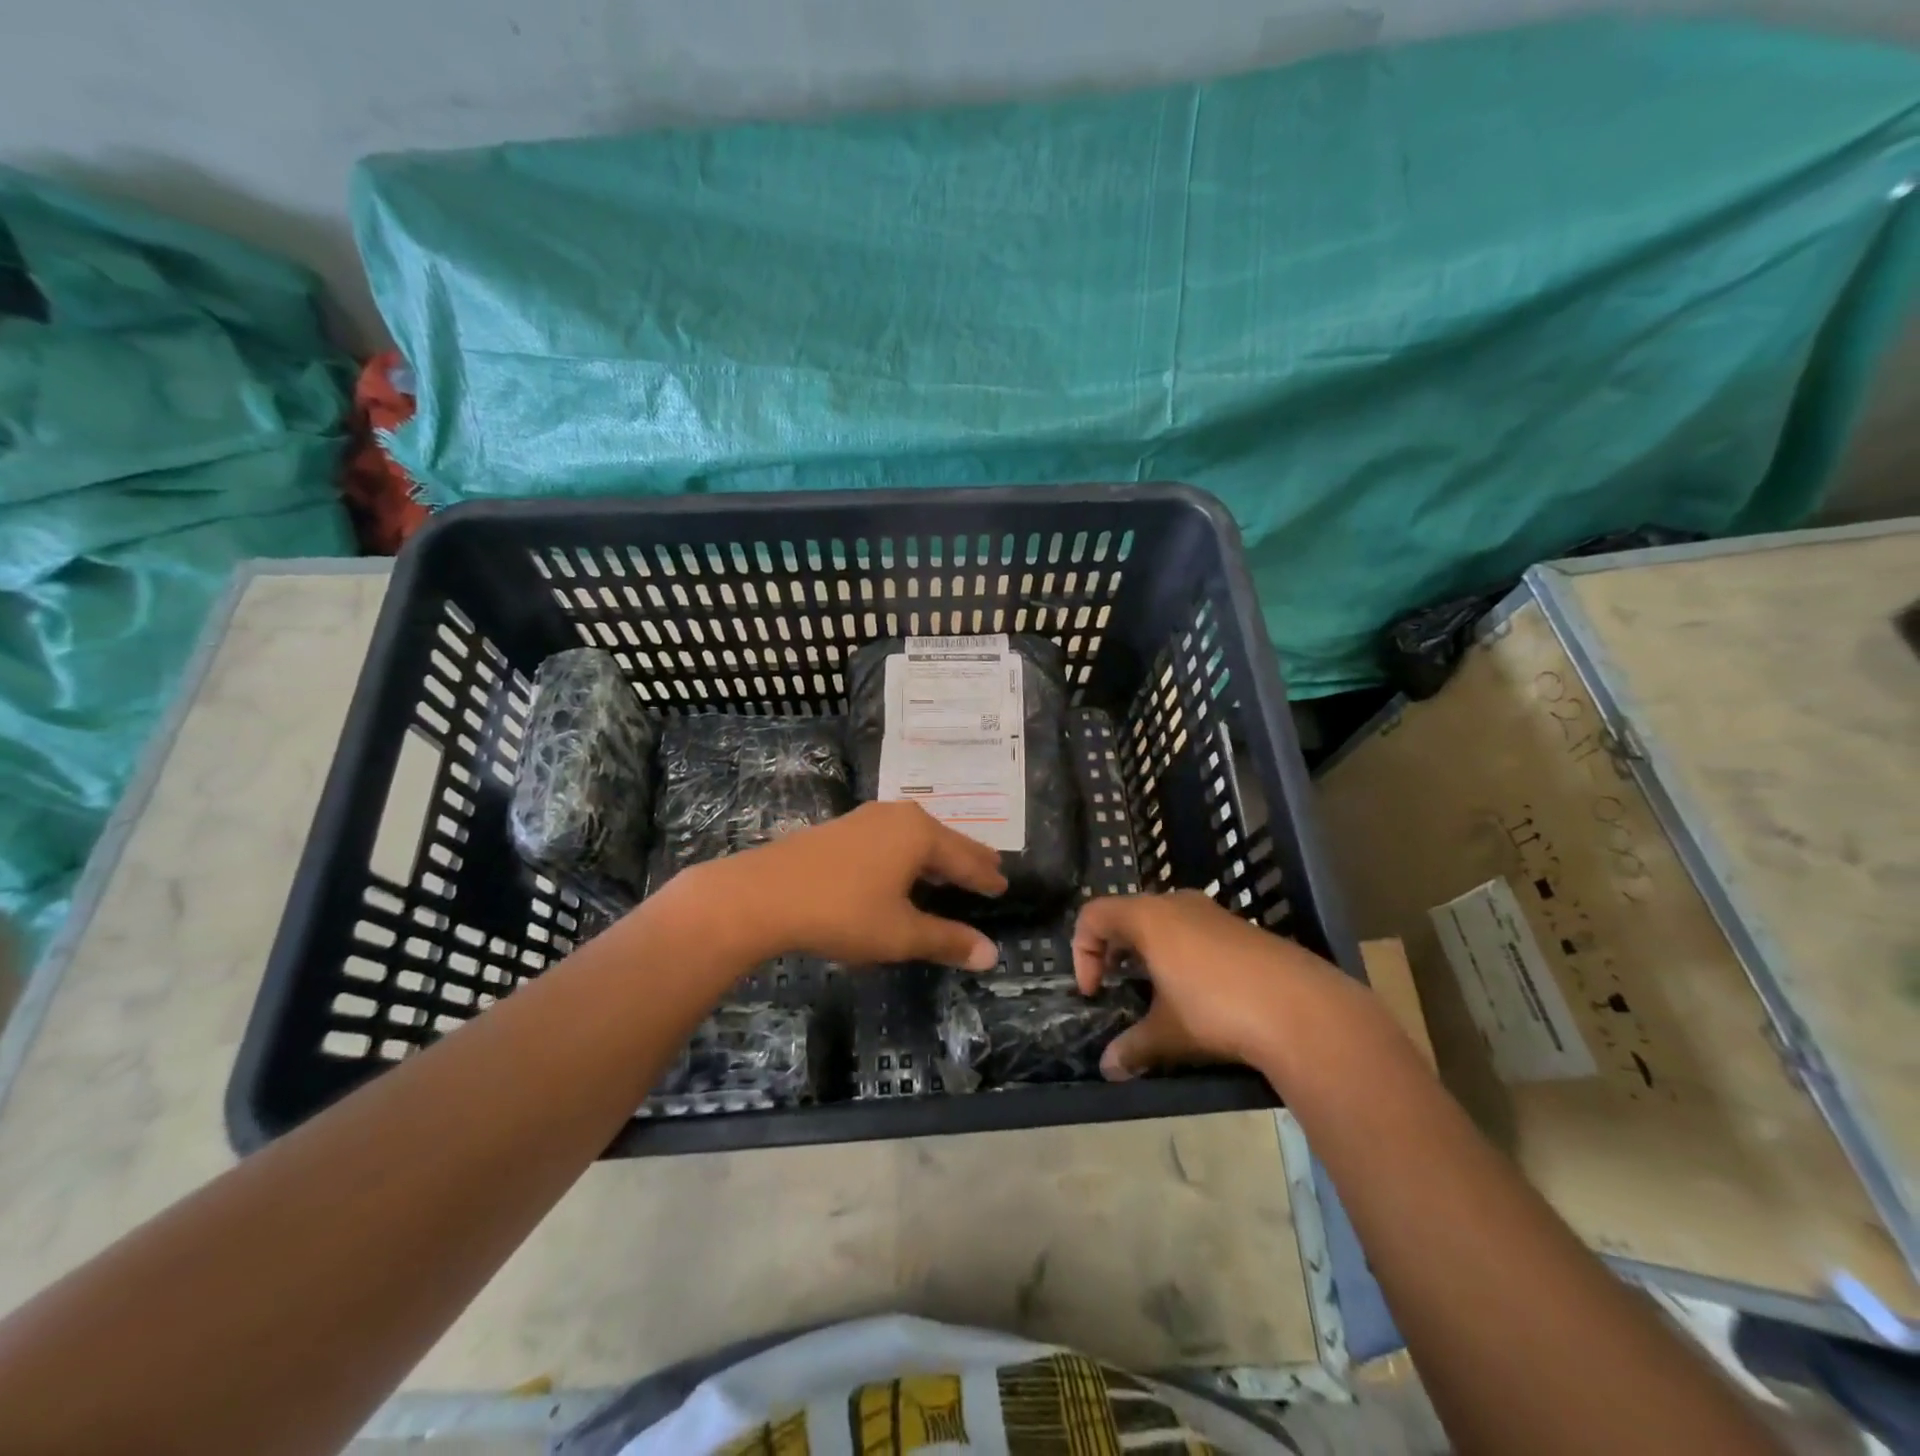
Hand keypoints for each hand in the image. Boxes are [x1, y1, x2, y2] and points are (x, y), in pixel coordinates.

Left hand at [719, 802, 1006, 968]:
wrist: (762, 895)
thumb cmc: (842, 912)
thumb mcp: (900, 934)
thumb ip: (946, 940)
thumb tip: (991, 955)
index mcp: (920, 834)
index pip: (966, 857)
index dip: (985, 876)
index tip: (1004, 884)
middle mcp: (898, 817)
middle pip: (944, 839)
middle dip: (966, 857)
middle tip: (990, 867)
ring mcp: (866, 818)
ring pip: (915, 836)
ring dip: (935, 854)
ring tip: (950, 868)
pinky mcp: (841, 829)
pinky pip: (891, 839)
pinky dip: (908, 854)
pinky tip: (901, 868)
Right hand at [1072, 890, 1355, 1078]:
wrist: (1302, 1009)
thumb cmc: (1217, 1010)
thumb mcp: (1167, 1033)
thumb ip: (1132, 1046)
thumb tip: (1108, 1068)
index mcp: (1148, 917)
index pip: (1093, 915)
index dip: (1082, 952)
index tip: (1094, 992)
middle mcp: (1176, 903)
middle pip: (1126, 912)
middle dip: (1112, 949)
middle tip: (1115, 985)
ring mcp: (1212, 912)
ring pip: (1163, 919)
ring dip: (1147, 949)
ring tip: (1155, 990)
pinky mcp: (1240, 927)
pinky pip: (1193, 929)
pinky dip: (1179, 951)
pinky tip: (1198, 991)